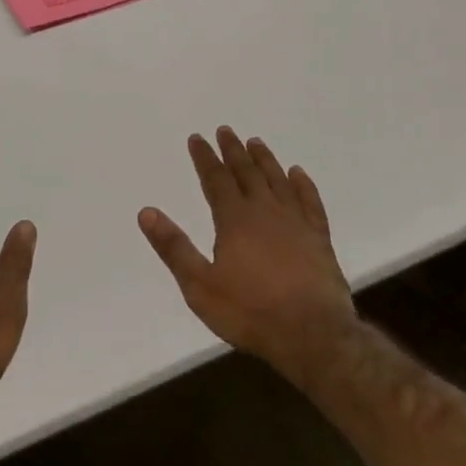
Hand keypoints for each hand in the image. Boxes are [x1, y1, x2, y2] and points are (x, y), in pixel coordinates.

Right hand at [139, 127, 358, 385]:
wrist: (312, 335)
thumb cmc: (250, 312)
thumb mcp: (200, 286)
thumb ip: (174, 247)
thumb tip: (146, 212)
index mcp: (234, 220)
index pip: (215, 179)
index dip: (204, 157)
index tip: (197, 137)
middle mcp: (265, 212)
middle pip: (246, 173)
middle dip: (233, 151)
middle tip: (225, 130)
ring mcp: (296, 223)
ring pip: (277, 181)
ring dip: (264, 160)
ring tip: (256, 142)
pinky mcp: (319, 238)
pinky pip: (310, 201)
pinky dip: (303, 184)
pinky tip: (298, 173)